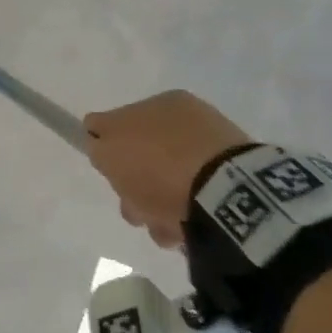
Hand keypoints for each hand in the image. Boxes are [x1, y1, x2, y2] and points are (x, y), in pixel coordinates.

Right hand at [83, 91, 250, 249]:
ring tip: (160, 228)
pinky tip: (180, 229)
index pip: (123, 121)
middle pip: (144, 156)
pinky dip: (182, 213)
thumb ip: (97, 142)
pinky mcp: (233, 181)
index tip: (109, 173)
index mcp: (163, 103)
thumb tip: (99, 141)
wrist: (223, 193)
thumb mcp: (108, 150)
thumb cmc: (157, 166)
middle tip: (133, 207)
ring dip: (156, 205)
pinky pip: (193, 197)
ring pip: (168, 181)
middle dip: (133, 184)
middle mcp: (188, 121)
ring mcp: (212, 150)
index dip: (107, 148)